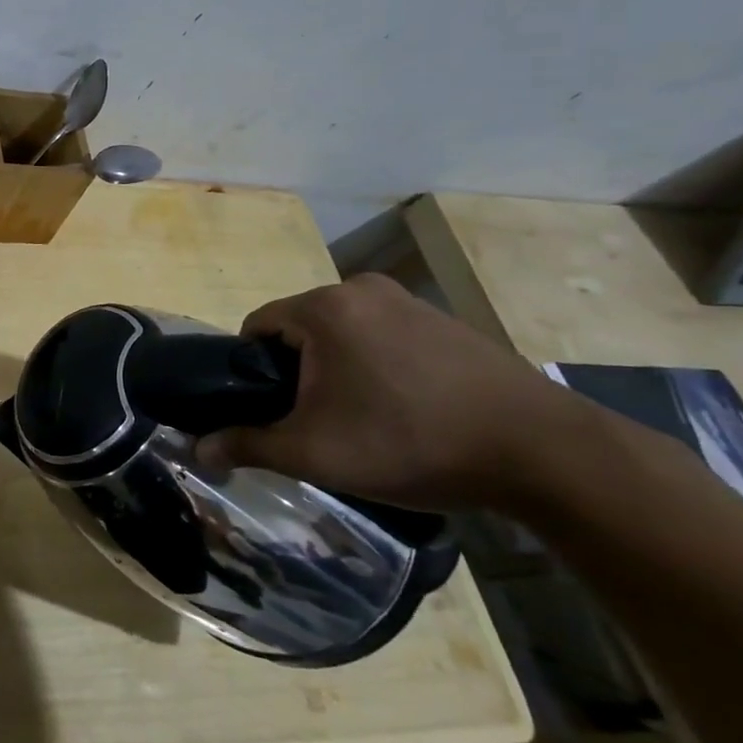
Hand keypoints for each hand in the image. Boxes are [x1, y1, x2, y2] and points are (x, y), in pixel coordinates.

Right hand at [196, 273, 578, 513]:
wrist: (545, 453)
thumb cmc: (411, 442)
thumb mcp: (316, 452)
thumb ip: (248, 445)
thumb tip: (197, 450)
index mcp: (322, 307)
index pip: (255, 328)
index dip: (252, 372)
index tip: (272, 412)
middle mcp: (360, 289)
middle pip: (300, 329)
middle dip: (298, 372)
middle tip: (319, 423)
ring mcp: (408, 301)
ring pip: (343, 334)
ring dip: (338, 369)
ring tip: (365, 420)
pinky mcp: (445, 320)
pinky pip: (384, 337)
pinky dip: (378, 366)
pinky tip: (406, 409)